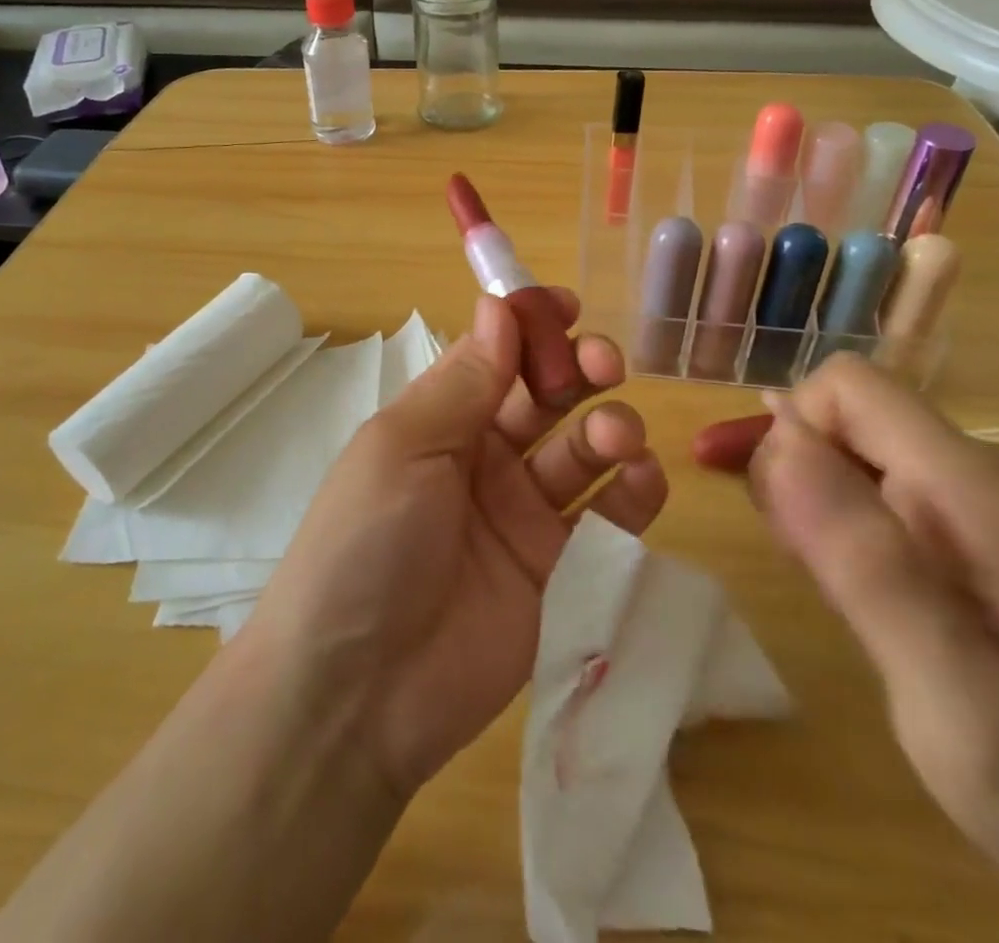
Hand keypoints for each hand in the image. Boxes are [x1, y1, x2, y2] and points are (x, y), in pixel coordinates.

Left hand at [247, 290, 667, 800]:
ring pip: (581, 451)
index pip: (494, 356)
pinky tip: (641, 478)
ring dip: (608, 428)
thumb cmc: (367, 542)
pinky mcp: (558, 571)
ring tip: (617, 435)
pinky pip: (605, 520)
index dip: (530, 328)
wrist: (357, 692)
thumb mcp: (403, 447)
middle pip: (544, 398)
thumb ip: (463, 382)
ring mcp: (522, 515)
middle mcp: (483, 459)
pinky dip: (632, 492)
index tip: (568, 307)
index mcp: (439, 421)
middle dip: (577, 370)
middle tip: (602, 365)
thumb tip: (500, 306)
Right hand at [694, 355, 998, 942]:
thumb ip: (861, 557)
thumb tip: (778, 440)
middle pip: (850, 416)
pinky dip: (848, 523)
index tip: (780, 519)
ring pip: (864, 454)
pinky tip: (859, 591)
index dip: (790, 432)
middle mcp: (983, 475)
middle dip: (794, 469)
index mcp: (970, 488)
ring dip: (816, 499)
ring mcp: (994, 507)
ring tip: (823, 585)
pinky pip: (891, 493)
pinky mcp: (994, 541)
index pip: (846, 387)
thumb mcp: (950, 689)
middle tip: (798, 564)